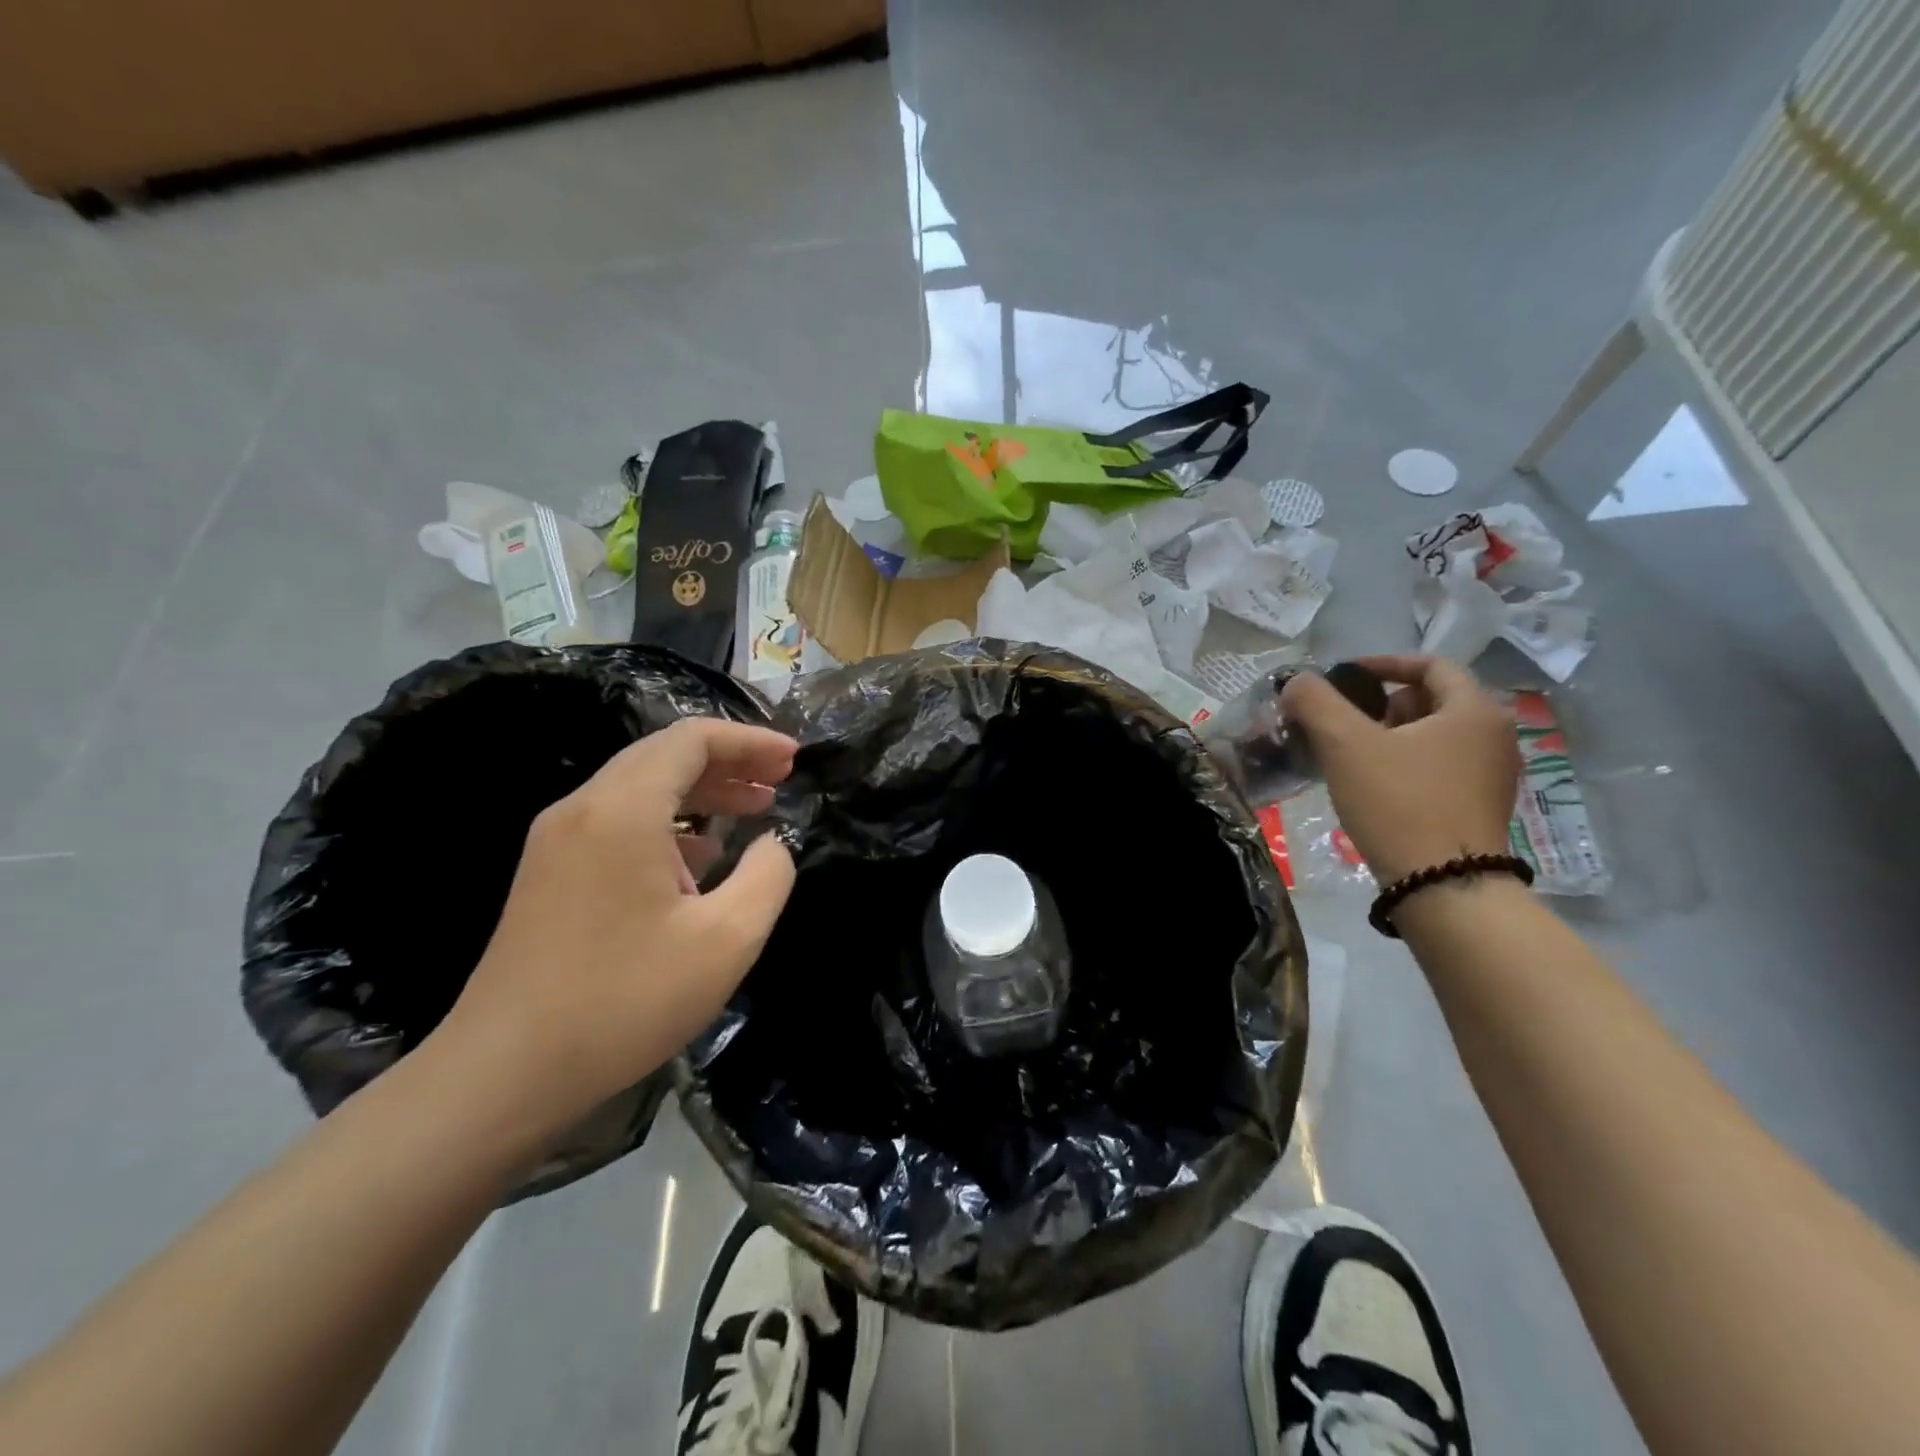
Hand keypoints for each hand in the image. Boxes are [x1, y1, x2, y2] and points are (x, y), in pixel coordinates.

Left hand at [434, 718, 797, 1136]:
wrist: (504, 1073)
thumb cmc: (625, 1001)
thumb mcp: (727, 940)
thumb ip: (768, 875)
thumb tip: (772, 843)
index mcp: (623, 810)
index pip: (692, 739)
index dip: (749, 740)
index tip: (794, 758)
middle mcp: (583, 809)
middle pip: (664, 756)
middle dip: (729, 761)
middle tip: (780, 779)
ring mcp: (557, 841)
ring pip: (640, 788)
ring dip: (701, 791)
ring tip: (753, 809)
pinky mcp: (549, 874)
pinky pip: (619, 822)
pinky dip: (670, 822)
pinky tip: (701, 857)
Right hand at [1280, 654, 1519, 884]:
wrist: (1444, 888)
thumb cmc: (1399, 804)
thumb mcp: (1346, 745)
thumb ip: (1316, 702)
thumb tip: (1297, 682)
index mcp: (1474, 710)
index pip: (1431, 664)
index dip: (1384, 664)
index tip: (1345, 676)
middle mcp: (1494, 736)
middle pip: (1433, 700)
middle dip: (1383, 705)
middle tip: (1345, 724)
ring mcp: (1492, 775)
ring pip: (1434, 736)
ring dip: (1391, 736)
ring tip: (1352, 758)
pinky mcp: (1480, 807)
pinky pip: (1439, 767)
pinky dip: (1405, 764)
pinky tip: (1374, 788)